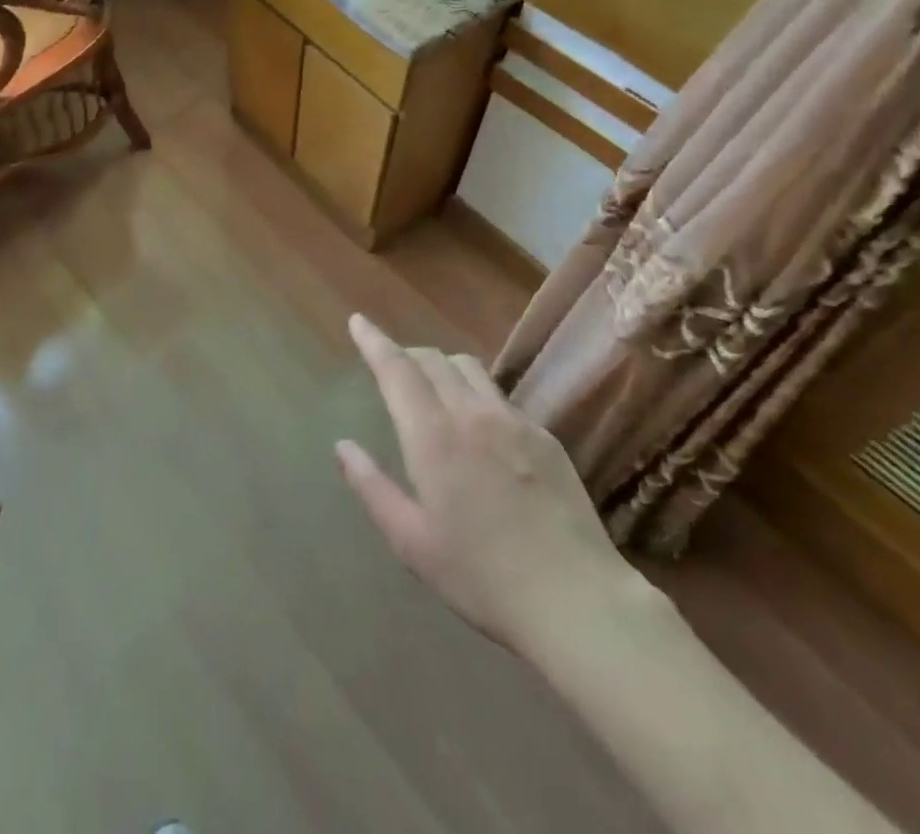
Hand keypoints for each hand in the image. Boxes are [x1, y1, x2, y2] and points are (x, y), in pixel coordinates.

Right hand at [336, 316, 642, 653]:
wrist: (576, 599)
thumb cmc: (482, 577)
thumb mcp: (412, 543)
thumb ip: (372, 488)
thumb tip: (343, 446)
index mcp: (433, 436)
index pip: (396, 370)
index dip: (374, 341)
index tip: (358, 321)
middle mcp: (472, 413)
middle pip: (433, 359)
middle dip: (406, 354)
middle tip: (391, 367)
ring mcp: (514, 420)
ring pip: (469, 368)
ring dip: (442, 366)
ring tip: (433, 388)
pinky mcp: (544, 435)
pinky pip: (500, 396)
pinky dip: (476, 393)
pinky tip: (480, 428)